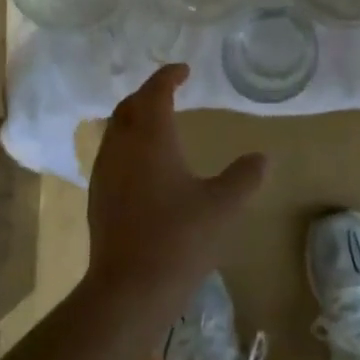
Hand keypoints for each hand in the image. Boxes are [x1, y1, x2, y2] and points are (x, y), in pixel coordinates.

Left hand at [83, 65, 266, 328]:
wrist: (129, 288)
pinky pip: (111, 153)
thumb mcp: (222, 206)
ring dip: (134, 118)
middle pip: (128, 106)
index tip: (184, 71)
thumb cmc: (179, 238)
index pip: (155, 92)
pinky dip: (127, 143)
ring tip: (157, 123)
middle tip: (170, 92)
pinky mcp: (98, 196)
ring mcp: (104, 172)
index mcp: (150, 138)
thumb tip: (262, 158)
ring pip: (115, 130)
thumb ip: (244, 177)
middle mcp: (121, 147)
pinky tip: (143, 164)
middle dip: (148, 94)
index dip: (168, 77)